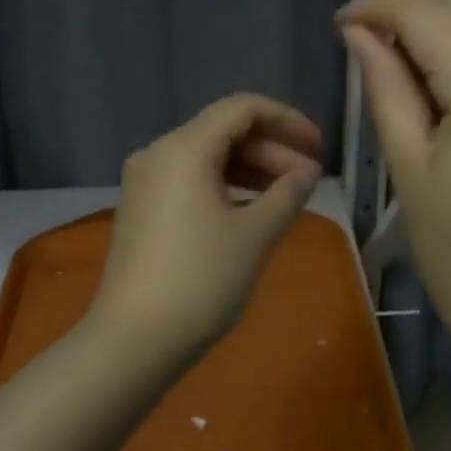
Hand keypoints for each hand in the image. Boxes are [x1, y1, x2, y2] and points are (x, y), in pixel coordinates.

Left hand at [91, 94, 323, 363]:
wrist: (133, 342)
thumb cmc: (201, 279)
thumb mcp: (256, 233)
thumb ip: (288, 193)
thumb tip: (307, 172)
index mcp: (185, 148)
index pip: (243, 108)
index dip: (287, 120)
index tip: (318, 146)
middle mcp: (160, 154)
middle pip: (225, 131)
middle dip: (272, 149)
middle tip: (309, 179)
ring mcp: (146, 182)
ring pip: (209, 156)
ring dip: (252, 169)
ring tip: (288, 197)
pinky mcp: (143, 209)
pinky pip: (192, 180)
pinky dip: (227, 186)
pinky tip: (252, 212)